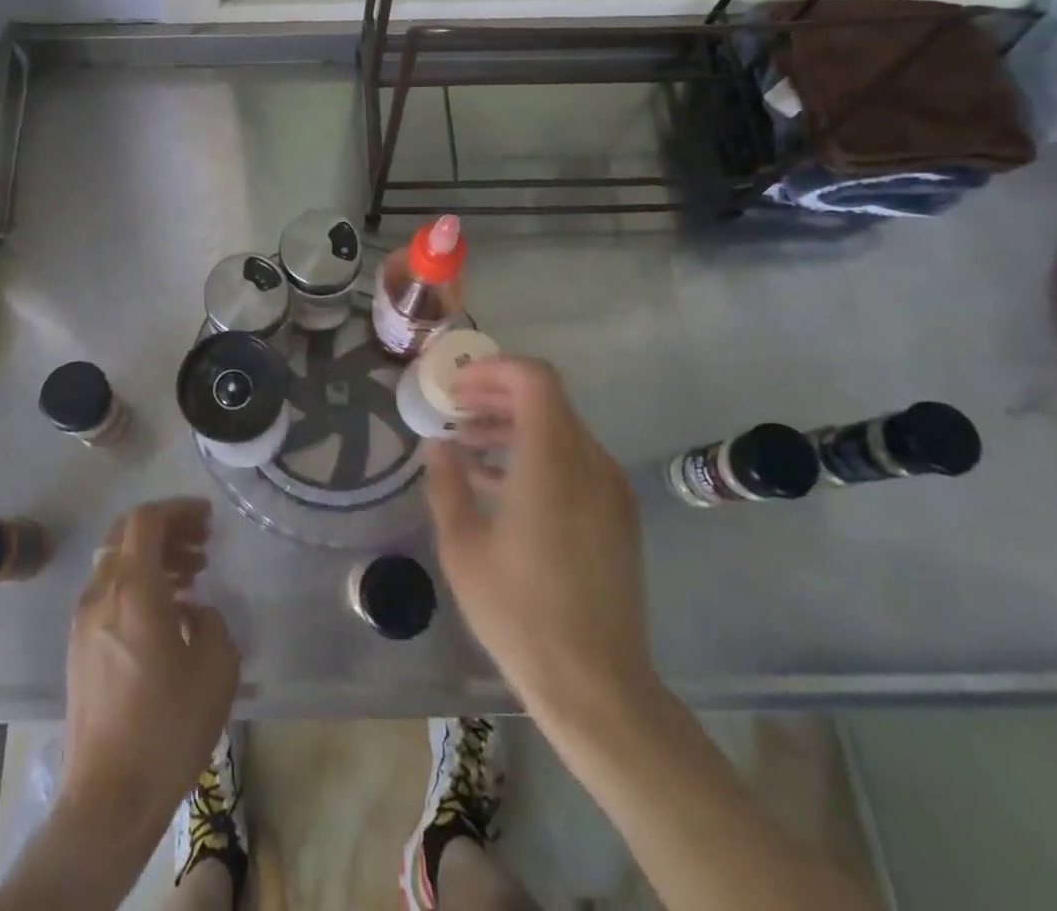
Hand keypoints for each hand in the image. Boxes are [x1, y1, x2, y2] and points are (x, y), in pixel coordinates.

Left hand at [60, 498, 239, 850]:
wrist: (108, 799)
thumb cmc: (167, 726)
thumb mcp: (215, 667)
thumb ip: (212, 621)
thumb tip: (196, 612)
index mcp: (132, 589)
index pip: (146, 519)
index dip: (178, 509)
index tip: (208, 519)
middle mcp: (101, 594)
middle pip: (126, 534)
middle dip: (166, 529)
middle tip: (202, 544)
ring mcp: (84, 622)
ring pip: (116, 563)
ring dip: (153, 558)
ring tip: (192, 577)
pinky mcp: (79, 649)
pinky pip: (109, 594)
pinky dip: (138, 585)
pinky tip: (168, 615)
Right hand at [426, 357, 655, 719]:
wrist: (597, 686)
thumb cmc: (520, 614)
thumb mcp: (463, 547)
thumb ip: (446, 483)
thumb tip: (438, 444)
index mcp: (554, 462)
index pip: (535, 380)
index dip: (493, 369)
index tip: (456, 387)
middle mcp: (590, 463)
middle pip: (546, 400)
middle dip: (496, 395)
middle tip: (454, 410)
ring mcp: (610, 489)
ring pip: (560, 429)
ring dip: (513, 425)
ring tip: (467, 444)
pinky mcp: (617, 515)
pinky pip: (573, 461)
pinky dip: (535, 453)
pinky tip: (498, 482)